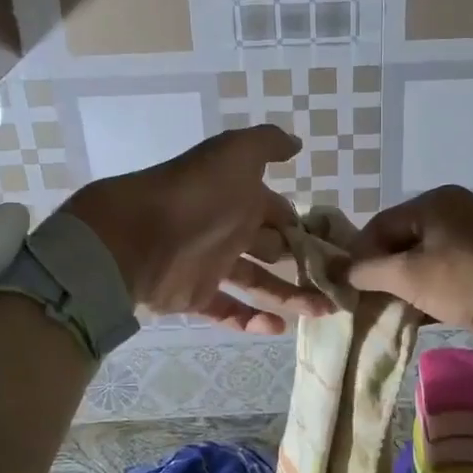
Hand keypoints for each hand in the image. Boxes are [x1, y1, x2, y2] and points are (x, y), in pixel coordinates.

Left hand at [62, 125, 330, 335]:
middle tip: (338, 281)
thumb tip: (296, 145)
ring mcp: (212, 265)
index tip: (337, 245)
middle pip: (274, 249)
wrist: (135, 236)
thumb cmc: (195, 194)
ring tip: (325, 310)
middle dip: (304, 263)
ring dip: (290, 296)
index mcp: (240, 196)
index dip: (305, 227)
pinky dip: (250, 320)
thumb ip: (266, 144)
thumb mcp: (234, 153)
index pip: (280, 212)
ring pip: (259, 283)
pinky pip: (227, 310)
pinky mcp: (195, 296)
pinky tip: (278, 328)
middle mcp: (228, 229)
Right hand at [347, 186, 472, 363]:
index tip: (345, 287)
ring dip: (405, 288)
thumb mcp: (411, 276)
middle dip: (381, 274)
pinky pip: (447, 277)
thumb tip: (339, 272)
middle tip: (364, 303)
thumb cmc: (471, 280)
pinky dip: (429, 295)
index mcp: (434, 203)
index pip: (380, 225)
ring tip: (387, 314)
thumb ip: (369, 272)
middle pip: (402, 243)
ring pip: (425, 263)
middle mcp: (454, 214)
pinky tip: (416, 318)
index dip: (358, 256)